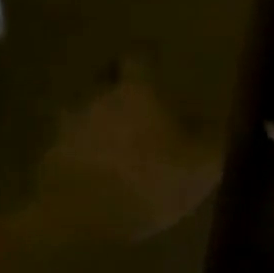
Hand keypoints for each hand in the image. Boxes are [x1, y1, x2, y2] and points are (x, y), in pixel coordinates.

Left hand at [34, 59, 222, 242]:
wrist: (79, 217)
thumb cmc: (149, 180)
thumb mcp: (202, 165)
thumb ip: (216, 139)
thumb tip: (224, 121)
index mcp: (136, 91)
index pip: (139, 56)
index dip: (148, 55)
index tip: (155, 56)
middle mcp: (98, 97)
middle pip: (106, 80)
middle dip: (120, 86)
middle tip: (137, 100)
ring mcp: (67, 127)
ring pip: (86, 112)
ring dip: (100, 120)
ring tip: (116, 140)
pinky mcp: (50, 158)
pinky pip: (71, 146)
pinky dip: (84, 152)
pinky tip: (97, 171)